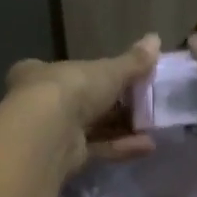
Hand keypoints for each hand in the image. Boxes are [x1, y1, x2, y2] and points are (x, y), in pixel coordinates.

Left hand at [5, 34, 161, 173]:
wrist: (49, 132)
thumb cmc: (73, 88)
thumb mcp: (108, 70)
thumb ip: (132, 61)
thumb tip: (156, 38)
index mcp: (41, 73)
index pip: (65, 71)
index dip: (92, 74)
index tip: (119, 79)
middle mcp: (40, 103)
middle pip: (81, 103)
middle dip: (114, 106)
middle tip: (144, 105)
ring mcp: (52, 132)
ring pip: (91, 128)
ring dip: (122, 128)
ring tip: (153, 127)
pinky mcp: (64, 158)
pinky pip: (96, 149)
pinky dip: (120, 147)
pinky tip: (148, 146)